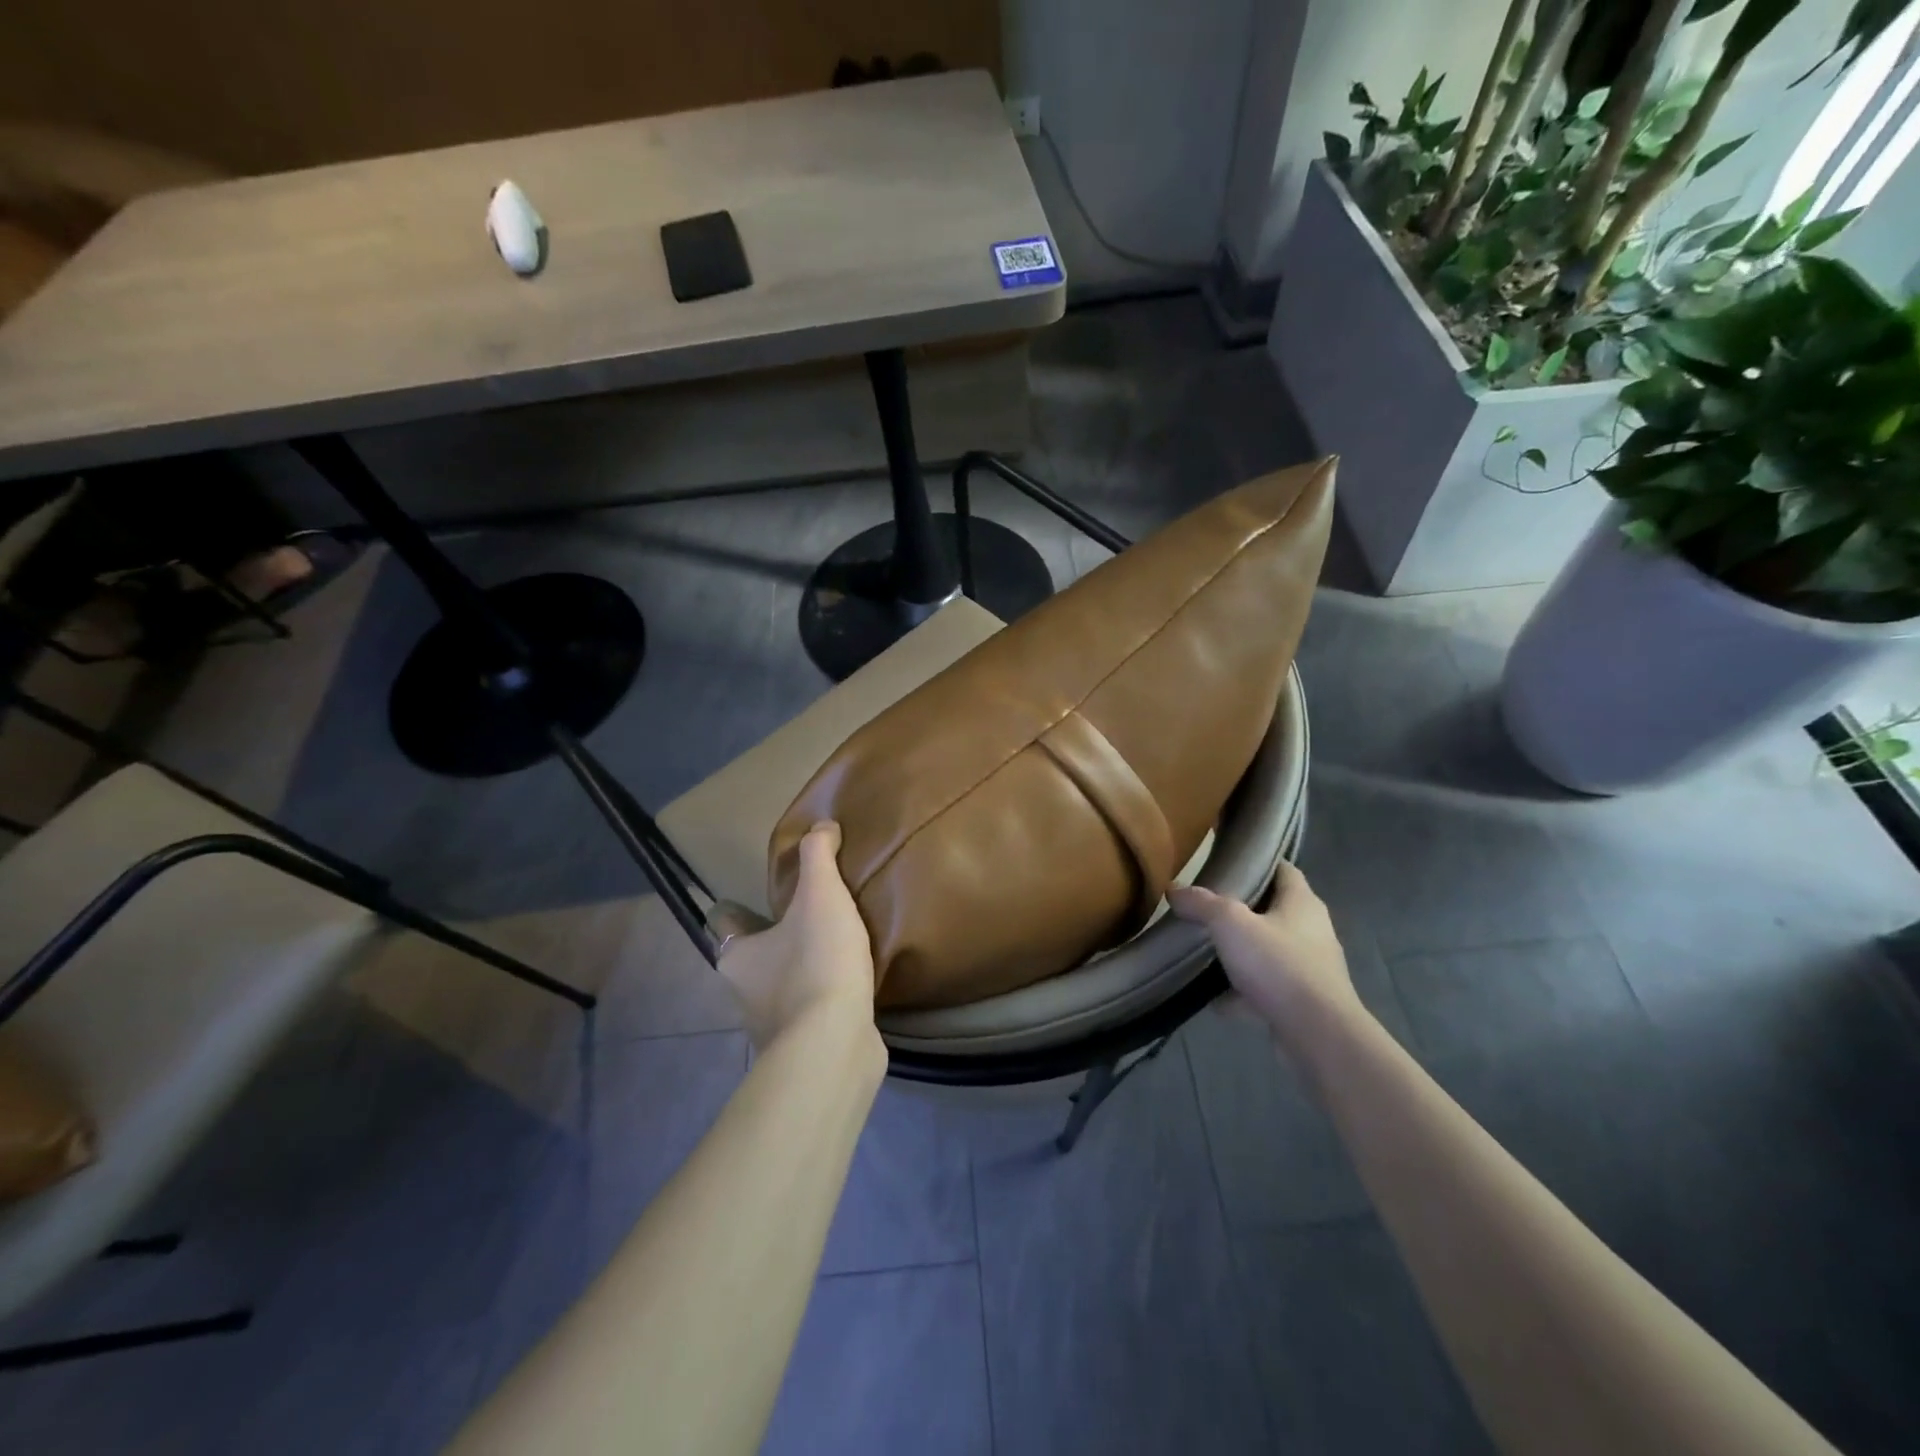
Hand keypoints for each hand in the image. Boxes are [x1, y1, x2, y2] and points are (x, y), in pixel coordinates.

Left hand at [710, 822, 875, 1048]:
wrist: (834, 1045)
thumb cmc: (816, 963)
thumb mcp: (821, 896)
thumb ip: (819, 856)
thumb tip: (822, 826)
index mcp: (736, 956)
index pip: (726, 923)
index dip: (740, 908)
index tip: (766, 896)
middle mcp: (743, 993)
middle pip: (754, 956)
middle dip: (776, 940)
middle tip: (810, 918)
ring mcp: (771, 1026)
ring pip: (781, 988)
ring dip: (801, 971)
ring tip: (835, 949)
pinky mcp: (802, 1048)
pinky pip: (809, 1014)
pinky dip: (822, 1000)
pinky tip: (848, 987)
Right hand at [1168, 862, 1361, 1048]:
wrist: (1317, 1035)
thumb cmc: (1278, 965)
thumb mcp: (1230, 924)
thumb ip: (1202, 904)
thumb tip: (1174, 889)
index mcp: (1302, 903)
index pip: (1284, 870)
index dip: (1258, 863)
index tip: (1227, 863)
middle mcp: (1312, 931)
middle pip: (1274, 911)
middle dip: (1242, 910)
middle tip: (1206, 907)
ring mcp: (1310, 969)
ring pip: (1269, 952)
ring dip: (1242, 953)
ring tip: (1206, 952)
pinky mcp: (1303, 1003)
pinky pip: (1267, 989)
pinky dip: (1243, 993)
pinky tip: (1215, 1000)